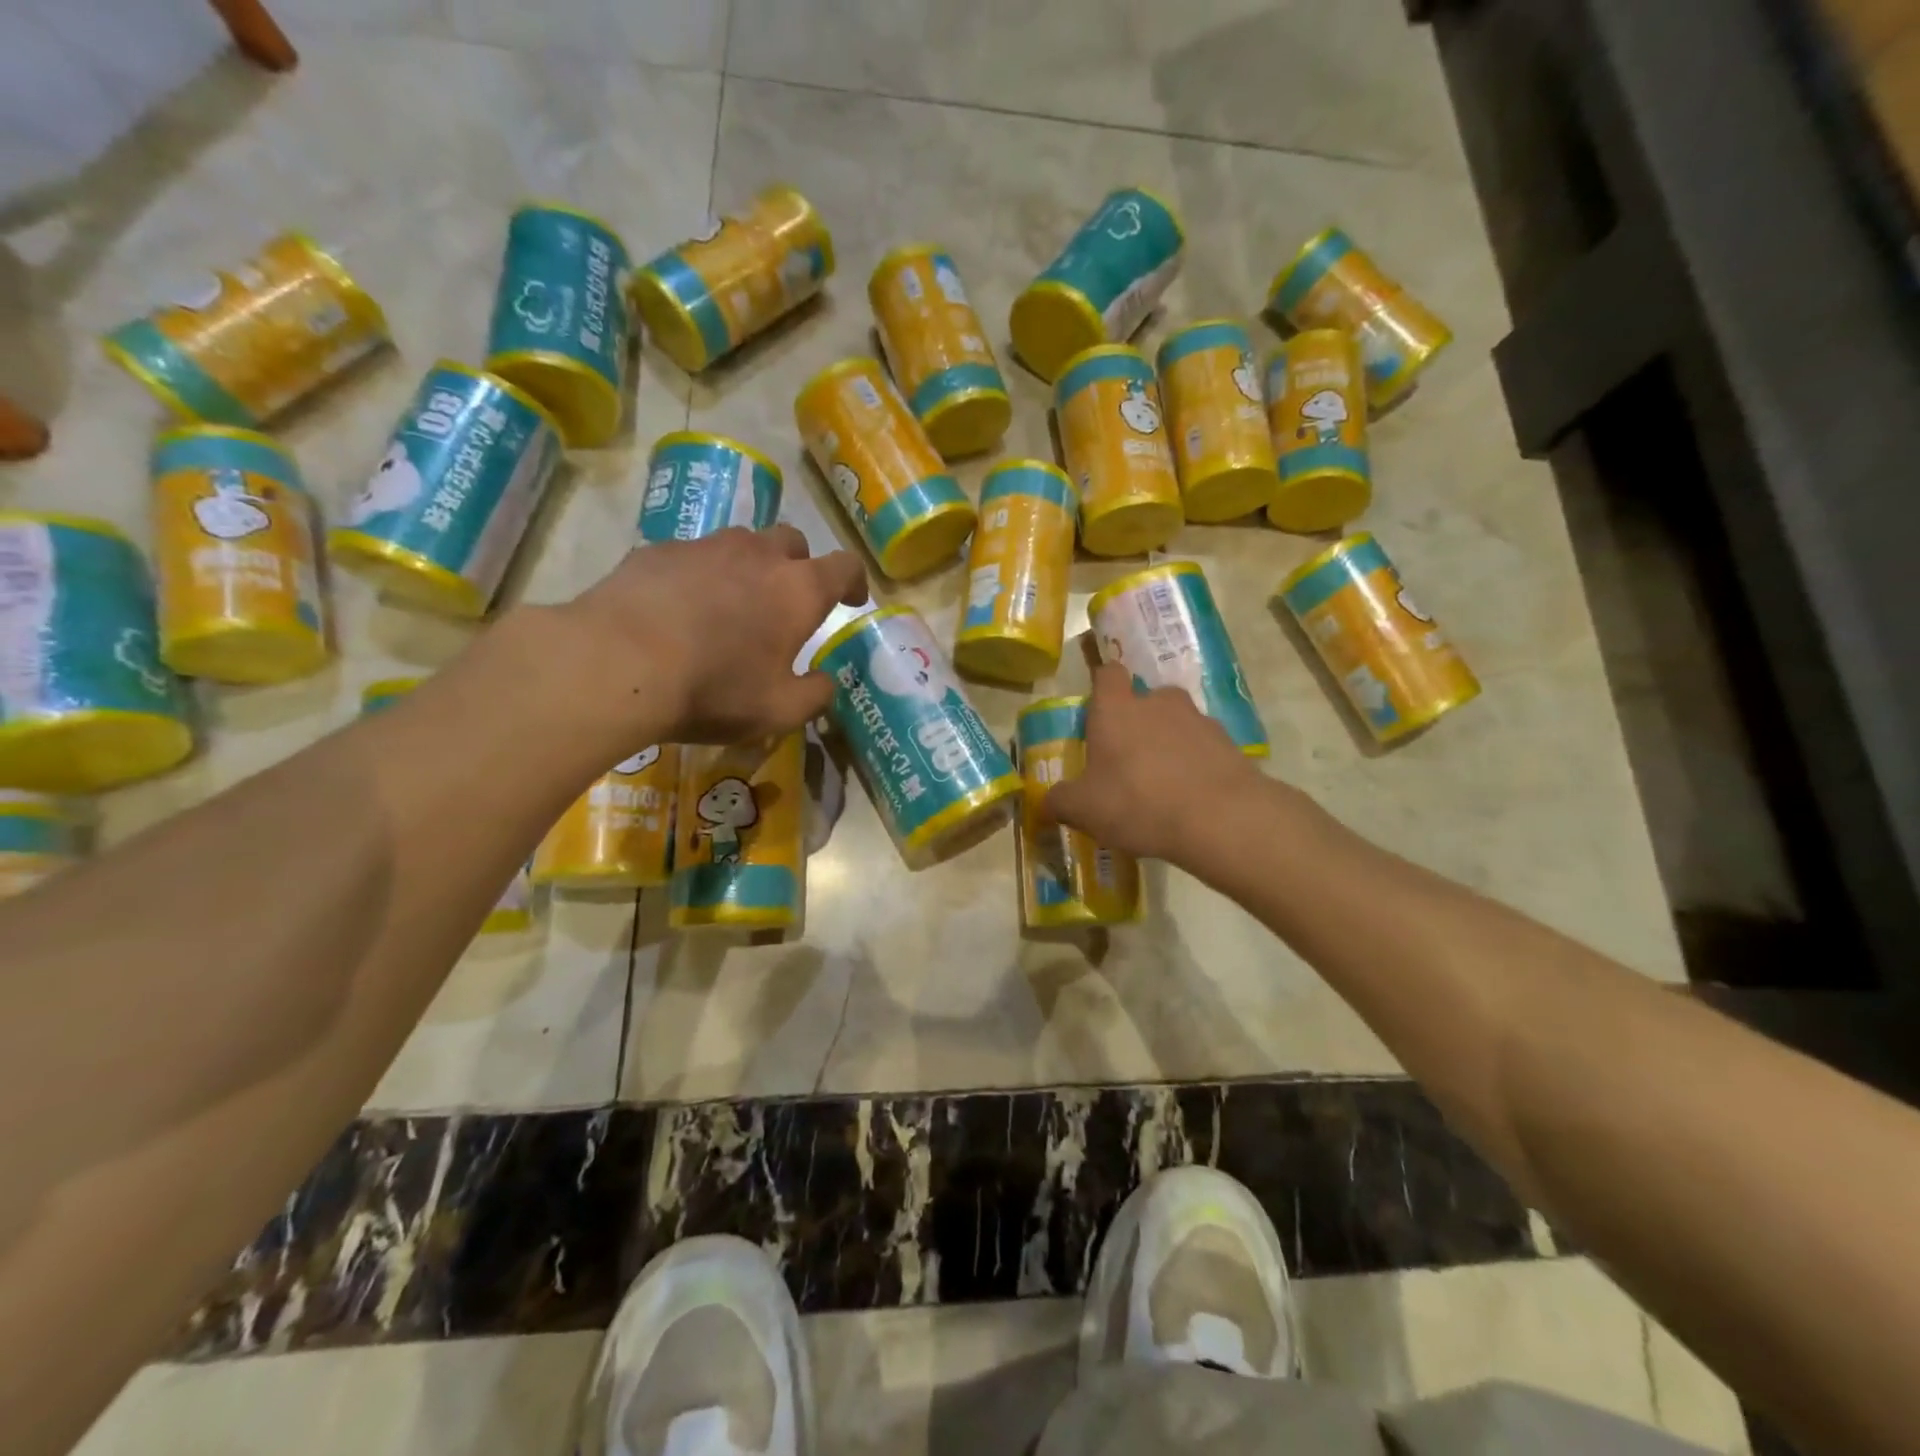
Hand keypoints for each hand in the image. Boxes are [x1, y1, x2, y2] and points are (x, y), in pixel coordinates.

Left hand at [549, 525, 867, 745]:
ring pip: (741, 543)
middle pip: (792, 541)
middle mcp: (758, 555)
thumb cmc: (714, 689)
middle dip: (800, 565)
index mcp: (798, 590)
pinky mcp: (658, 550)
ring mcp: (705, 546)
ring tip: (733, 602)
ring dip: (749, 566)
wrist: (618, 664)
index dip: (854, 581)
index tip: (852, 600)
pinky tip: (681, 607)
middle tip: (789, 599)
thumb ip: (814, 696)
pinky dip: (700, 575)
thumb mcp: (779, 712)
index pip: (845, 566)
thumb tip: (826, 682)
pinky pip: (692, 555)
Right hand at [1047, 663, 1264, 863]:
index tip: (1097, 709)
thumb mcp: (1084, 809)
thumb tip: (1045, 802)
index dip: (1102, 685)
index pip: (1108, 673)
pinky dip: (1194, 763)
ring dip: (1167, 743)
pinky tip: (1189, 796)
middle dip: (1136, 722)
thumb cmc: (1137, 802)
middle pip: (1144, 699)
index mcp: (1116, 709)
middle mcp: (1157, 703)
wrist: (1220, 818)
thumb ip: (1060, 801)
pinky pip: (1202, 747)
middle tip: (1127, 759)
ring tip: (1162, 783)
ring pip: (1175, 723)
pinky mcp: (1228, 743)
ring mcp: (1198, 720)